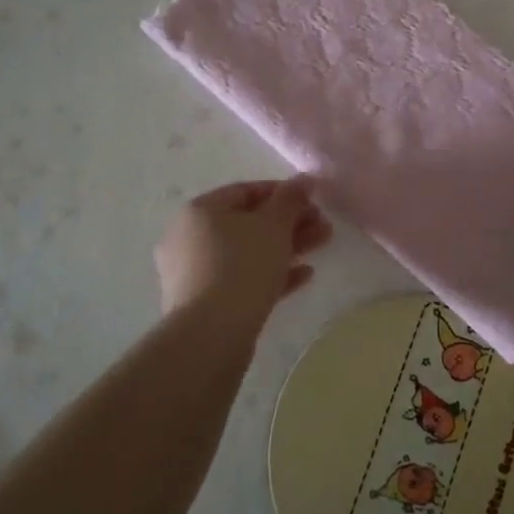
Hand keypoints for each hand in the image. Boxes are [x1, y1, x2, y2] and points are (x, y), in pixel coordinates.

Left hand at [155, 178, 331, 320]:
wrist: (211, 334)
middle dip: (289, 223)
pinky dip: (271, 273)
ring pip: (247, 251)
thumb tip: (304, 179)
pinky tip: (304, 276)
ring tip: (321, 246)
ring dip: (286, 247)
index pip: (246, 190)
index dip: (283, 193)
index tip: (314, 201)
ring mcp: (194, 272)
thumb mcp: (273, 226)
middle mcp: (190, 237)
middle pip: (248, 222)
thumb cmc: (242, 266)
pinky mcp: (204, 302)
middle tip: (323, 226)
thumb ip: (291, 199)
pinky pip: (242, 279)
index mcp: (200, 210)